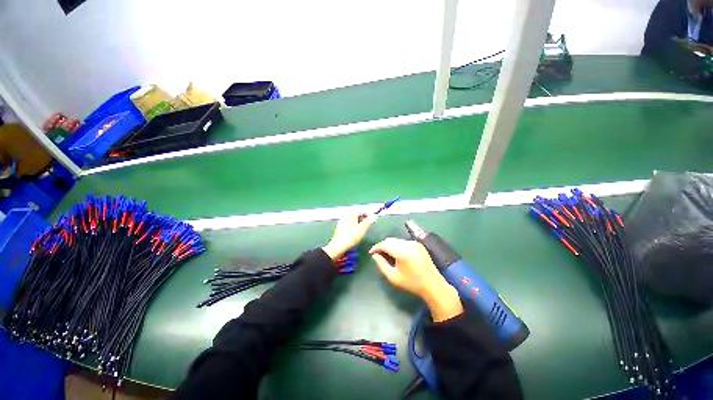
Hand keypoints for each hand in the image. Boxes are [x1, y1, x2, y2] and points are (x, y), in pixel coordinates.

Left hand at [322, 213, 376, 260]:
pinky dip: (354, 226)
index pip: (362, 211)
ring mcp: (342, 221)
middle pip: (357, 214)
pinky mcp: (340, 227)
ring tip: (363, 230)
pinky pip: (349, 223)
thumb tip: (374, 216)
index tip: (373, 221)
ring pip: (353, 219)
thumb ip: (369, 221)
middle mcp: (346, 215)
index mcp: (351, 214)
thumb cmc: (351, 237)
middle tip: (368, 226)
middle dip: (364, 219)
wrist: (338, 246)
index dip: (368, 215)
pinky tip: (355, 232)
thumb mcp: (362, 229)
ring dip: (359, 223)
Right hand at [370, 238, 462, 321]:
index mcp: (402, 252)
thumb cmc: (411, 283)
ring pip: (396, 240)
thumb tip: (374, 255)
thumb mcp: (393, 277)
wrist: (433, 284)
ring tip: (386, 254)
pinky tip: (396, 253)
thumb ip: (381, 264)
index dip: (376, 247)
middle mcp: (408, 244)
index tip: (371, 252)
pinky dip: (397, 245)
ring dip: (389, 245)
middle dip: (382, 245)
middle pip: (390, 240)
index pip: (385, 244)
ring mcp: (414, 243)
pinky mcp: (418, 244)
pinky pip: (403, 241)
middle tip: (378, 254)